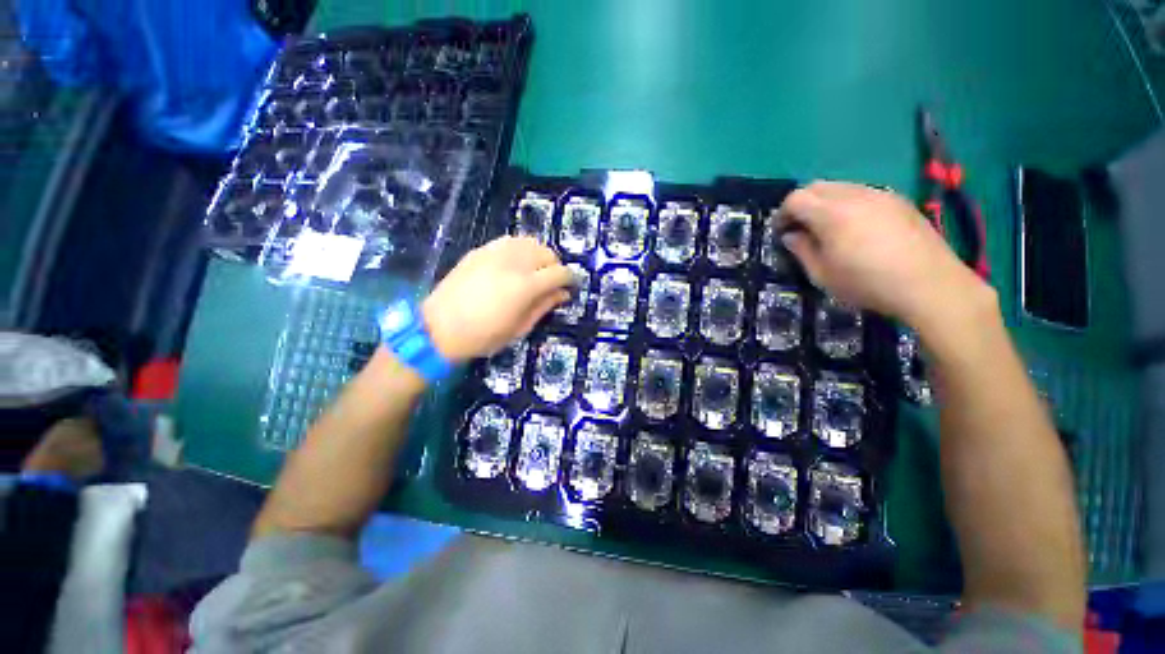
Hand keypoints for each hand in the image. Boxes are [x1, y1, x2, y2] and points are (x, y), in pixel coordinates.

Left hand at [422, 236, 572, 360]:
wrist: (438, 328)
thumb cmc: (483, 336)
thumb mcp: (519, 328)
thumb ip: (544, 306)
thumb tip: (563, 293)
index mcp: (525, 286)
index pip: (559, 272)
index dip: (570, 278)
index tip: (571, 286)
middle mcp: (513, 262)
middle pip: (547, 253)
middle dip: (555, 266)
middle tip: (551, 282)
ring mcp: (494, 252)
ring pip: (529, 242)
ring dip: (539, 255)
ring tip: (534, 271)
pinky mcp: (480, 250)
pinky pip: (510, 241)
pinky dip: (520, 249)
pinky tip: (515, 264)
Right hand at [776, 181, 992, 329]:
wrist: (930, 285)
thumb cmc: (867, 283)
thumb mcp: (822, 274)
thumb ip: (802, 250)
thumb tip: (792, 235)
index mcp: (831, 213)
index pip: (795, 198)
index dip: (782, 214)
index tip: (781, 233)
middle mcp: (855, 195)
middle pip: (816, 186)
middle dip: (801, 204)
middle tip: (800, 228)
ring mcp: (880, 194)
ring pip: (840, 187)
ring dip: (825, 203)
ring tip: (827, 229)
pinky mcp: (899, 201)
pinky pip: (863, 193)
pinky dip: (848, 204)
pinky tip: (856, 228)